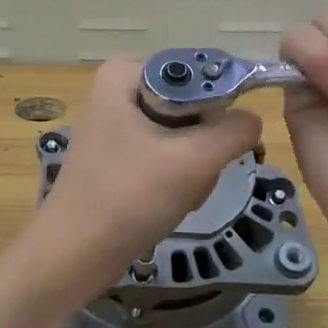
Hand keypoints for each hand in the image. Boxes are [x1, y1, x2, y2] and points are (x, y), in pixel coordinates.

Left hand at [34, 58, 262, 293]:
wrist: (75, 254)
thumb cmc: (129, 197)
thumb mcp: (194, 160)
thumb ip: (235, 131)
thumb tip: (252, 119)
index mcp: (125, 73)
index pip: (199, 75)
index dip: (217, 110)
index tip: (214, 146)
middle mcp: (118, 91)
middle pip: (192, 108)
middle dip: (201, 148)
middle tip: (191, 178)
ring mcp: (116, 126)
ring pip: (183, 137)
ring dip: (192, 170)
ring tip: (176, 196)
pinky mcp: (118, 157)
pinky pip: (165, 158)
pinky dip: (175, 182)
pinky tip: (166, 205)